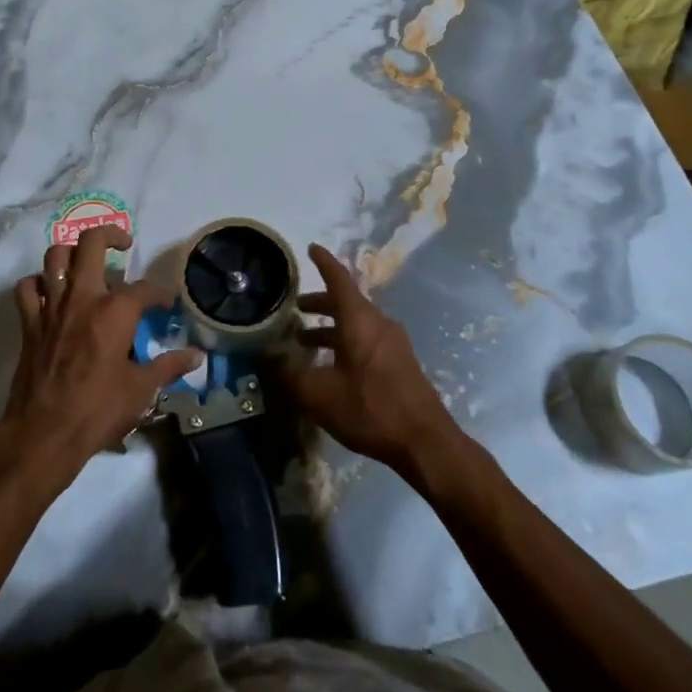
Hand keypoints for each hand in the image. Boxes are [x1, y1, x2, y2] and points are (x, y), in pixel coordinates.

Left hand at [0, 224, 202, 490]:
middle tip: (123, 245)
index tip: (166, 302)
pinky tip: (50, 291)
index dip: (160, 293)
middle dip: (111, 235)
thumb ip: (168, 366)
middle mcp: (82, 297)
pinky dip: (38, 283)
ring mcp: (52, 306)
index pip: (145, 288)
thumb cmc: (98, 410)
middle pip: (91, 243)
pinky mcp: (30, 322)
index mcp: (115, 311)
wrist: (45, 433)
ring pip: (55, 256)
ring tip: (86, 262)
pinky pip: (27, 287)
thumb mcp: (141, 389)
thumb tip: (196, 356)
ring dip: (72, 252)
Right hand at [278, 243, 457, 474]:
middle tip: (296, 307)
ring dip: (331, 326)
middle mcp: (379, 323)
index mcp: (359, 320)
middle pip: (347, 302)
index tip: (311, 248)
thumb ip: (288, 373)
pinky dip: (346, 341)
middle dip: (320, 302)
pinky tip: (332, 366)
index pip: (338, 279)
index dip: (324, 262)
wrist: (425, 443)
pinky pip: (368, 339)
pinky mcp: (401, 362)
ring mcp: (394, 343)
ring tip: (306, 341)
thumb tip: (265, 356)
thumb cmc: (369, 409)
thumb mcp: (318, 395)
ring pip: (357, 323)